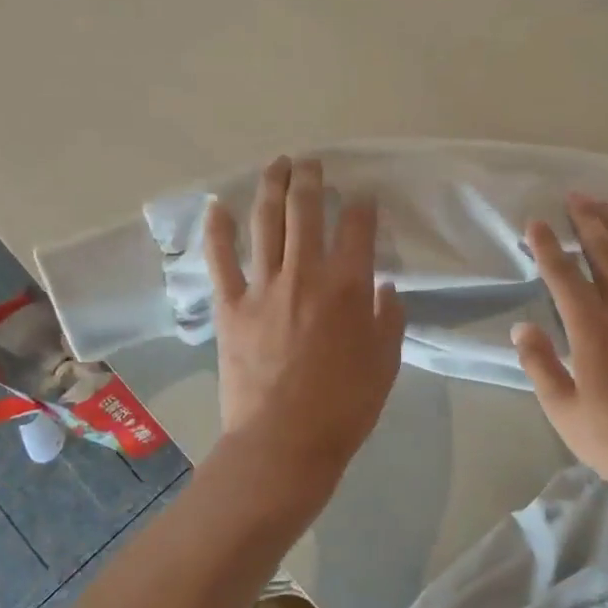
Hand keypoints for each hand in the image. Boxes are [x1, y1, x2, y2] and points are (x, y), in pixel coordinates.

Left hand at [205, 157, 406, 485]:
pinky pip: (221, 259)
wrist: (284, 443)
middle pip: (306, 211)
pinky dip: (218, 230)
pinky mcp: (230, 307)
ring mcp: (263, 287)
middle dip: (311, 179)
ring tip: (277, 164)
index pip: (358, 227)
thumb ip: (389, 319)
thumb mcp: (386, 364)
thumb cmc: (344, 407)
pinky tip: (219, 205)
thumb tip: (384, 288)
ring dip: (271, 186)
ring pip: (266, 223)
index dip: (362, 205)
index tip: (362, 196)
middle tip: (313, 163)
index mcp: (348, 287)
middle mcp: (305, 275)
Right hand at [513, 195, 607, 509]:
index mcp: (593, 334)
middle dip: (587, 222)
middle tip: (573, 196)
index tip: (536, 223)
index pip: (565, 277)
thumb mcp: (564, 413)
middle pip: (605, 255)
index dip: (549, 247)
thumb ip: (541, 366)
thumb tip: (522, 327)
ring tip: (604, 205)